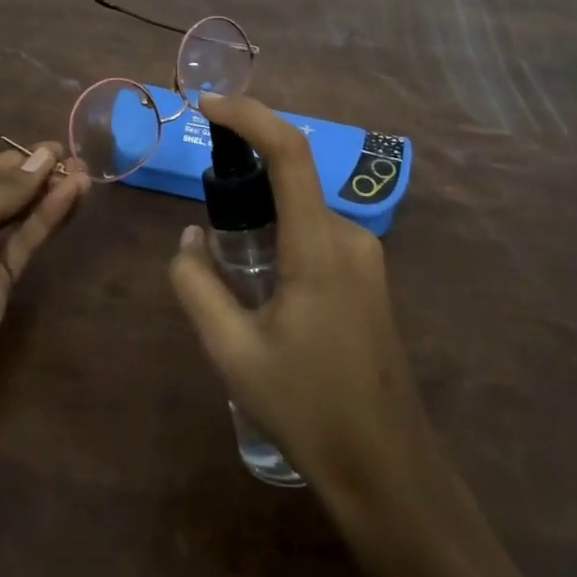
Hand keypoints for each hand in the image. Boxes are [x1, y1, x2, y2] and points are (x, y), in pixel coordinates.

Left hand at [0, 144, 89, 401]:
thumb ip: (4, 191)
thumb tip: (44, 157)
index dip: (19, 160)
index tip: (55, 148)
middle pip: (6, 193)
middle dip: (39, 176)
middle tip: (77, 161)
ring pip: (22, 216)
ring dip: (50, 195)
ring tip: (84, 176)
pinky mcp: (2, 280)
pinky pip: (27, 241)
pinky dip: (48, 219)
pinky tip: (70, 198)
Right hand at [168, 94, 435, 500]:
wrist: (388, 470)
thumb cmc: (307, 409)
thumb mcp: (233, 352)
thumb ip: (197, 285)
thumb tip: (189, 238)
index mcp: (318, 247)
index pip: (289, 152)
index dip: (249, 116)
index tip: (207, 106)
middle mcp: (348, 236)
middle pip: (293, 174)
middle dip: (245, 166)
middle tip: (205, 198)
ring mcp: (365, 255)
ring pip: (303, 205)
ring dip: (263, 205)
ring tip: (228, 250)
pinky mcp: (368, 275)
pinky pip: (316, 229)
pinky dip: (282, 228)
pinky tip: (261, 277)